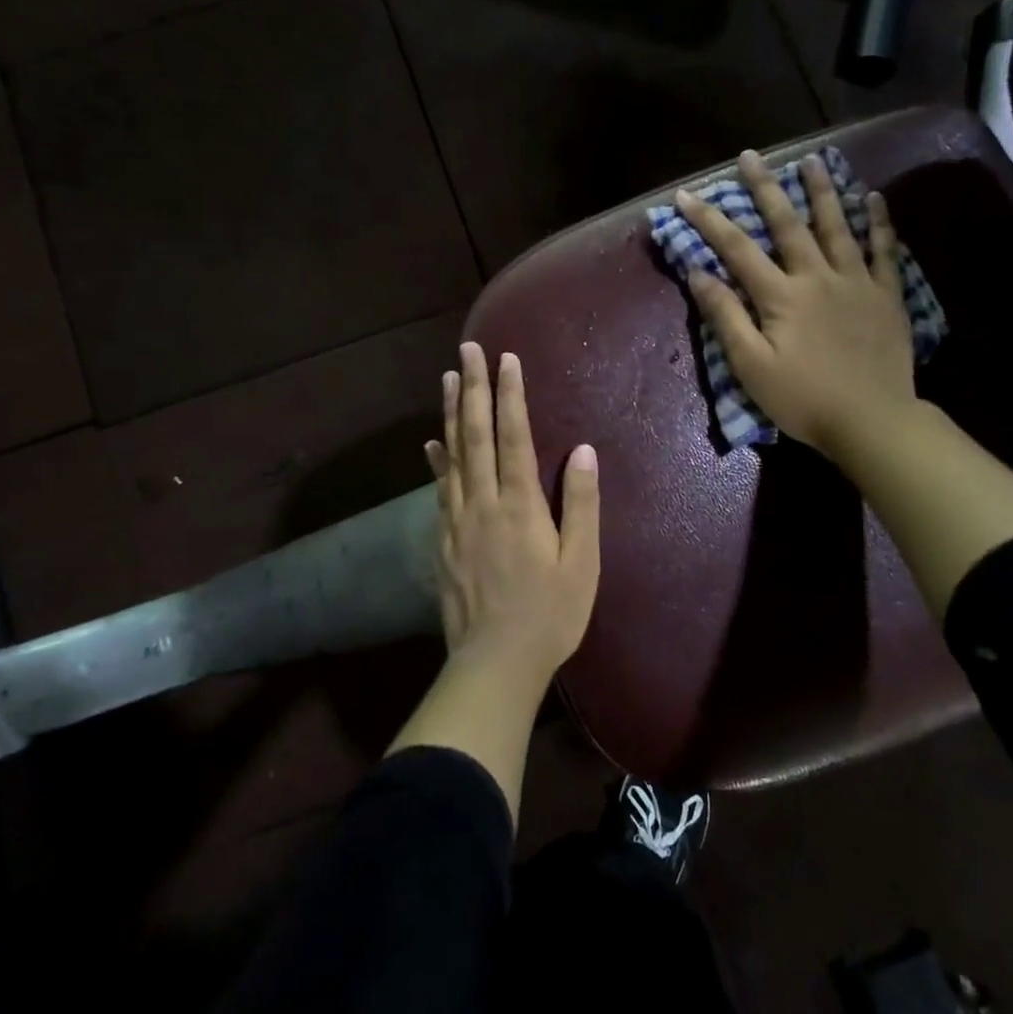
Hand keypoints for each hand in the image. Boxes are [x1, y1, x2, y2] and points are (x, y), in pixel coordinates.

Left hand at [424, 342, 600, 680]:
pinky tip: (431, 446)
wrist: (494, 663)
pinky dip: (436, 461)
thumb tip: (582, 450)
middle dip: (472, 388)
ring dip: (449, 414)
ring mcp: (456, 520)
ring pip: (451, 455)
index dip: (510, 394)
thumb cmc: (550, 615)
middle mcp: (482, 501)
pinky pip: (439, 489)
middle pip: (475, 434)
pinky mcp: (442, 540)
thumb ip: (581, 504)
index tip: (506, 358)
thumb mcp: (582, 563)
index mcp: (520, 504)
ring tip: (446, 379)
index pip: (514, 435)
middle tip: (467, 350)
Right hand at [674, 149, 918, 464]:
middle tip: (751, 156)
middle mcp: (817, 277)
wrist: (872, 420)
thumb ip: (725, 317)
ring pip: (838, 226)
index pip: (737, 249)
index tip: (686, 195)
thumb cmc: (802, 398)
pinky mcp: (886, 295)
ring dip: (822, 191)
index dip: (709, 220)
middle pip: (788, 224)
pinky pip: (883, 250)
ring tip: (812, 160)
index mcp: (780, 296)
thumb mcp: (750, 366)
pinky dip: (878, 222)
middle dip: (765, 188)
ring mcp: (857, 282)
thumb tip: (698, 273)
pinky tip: (873, 197)